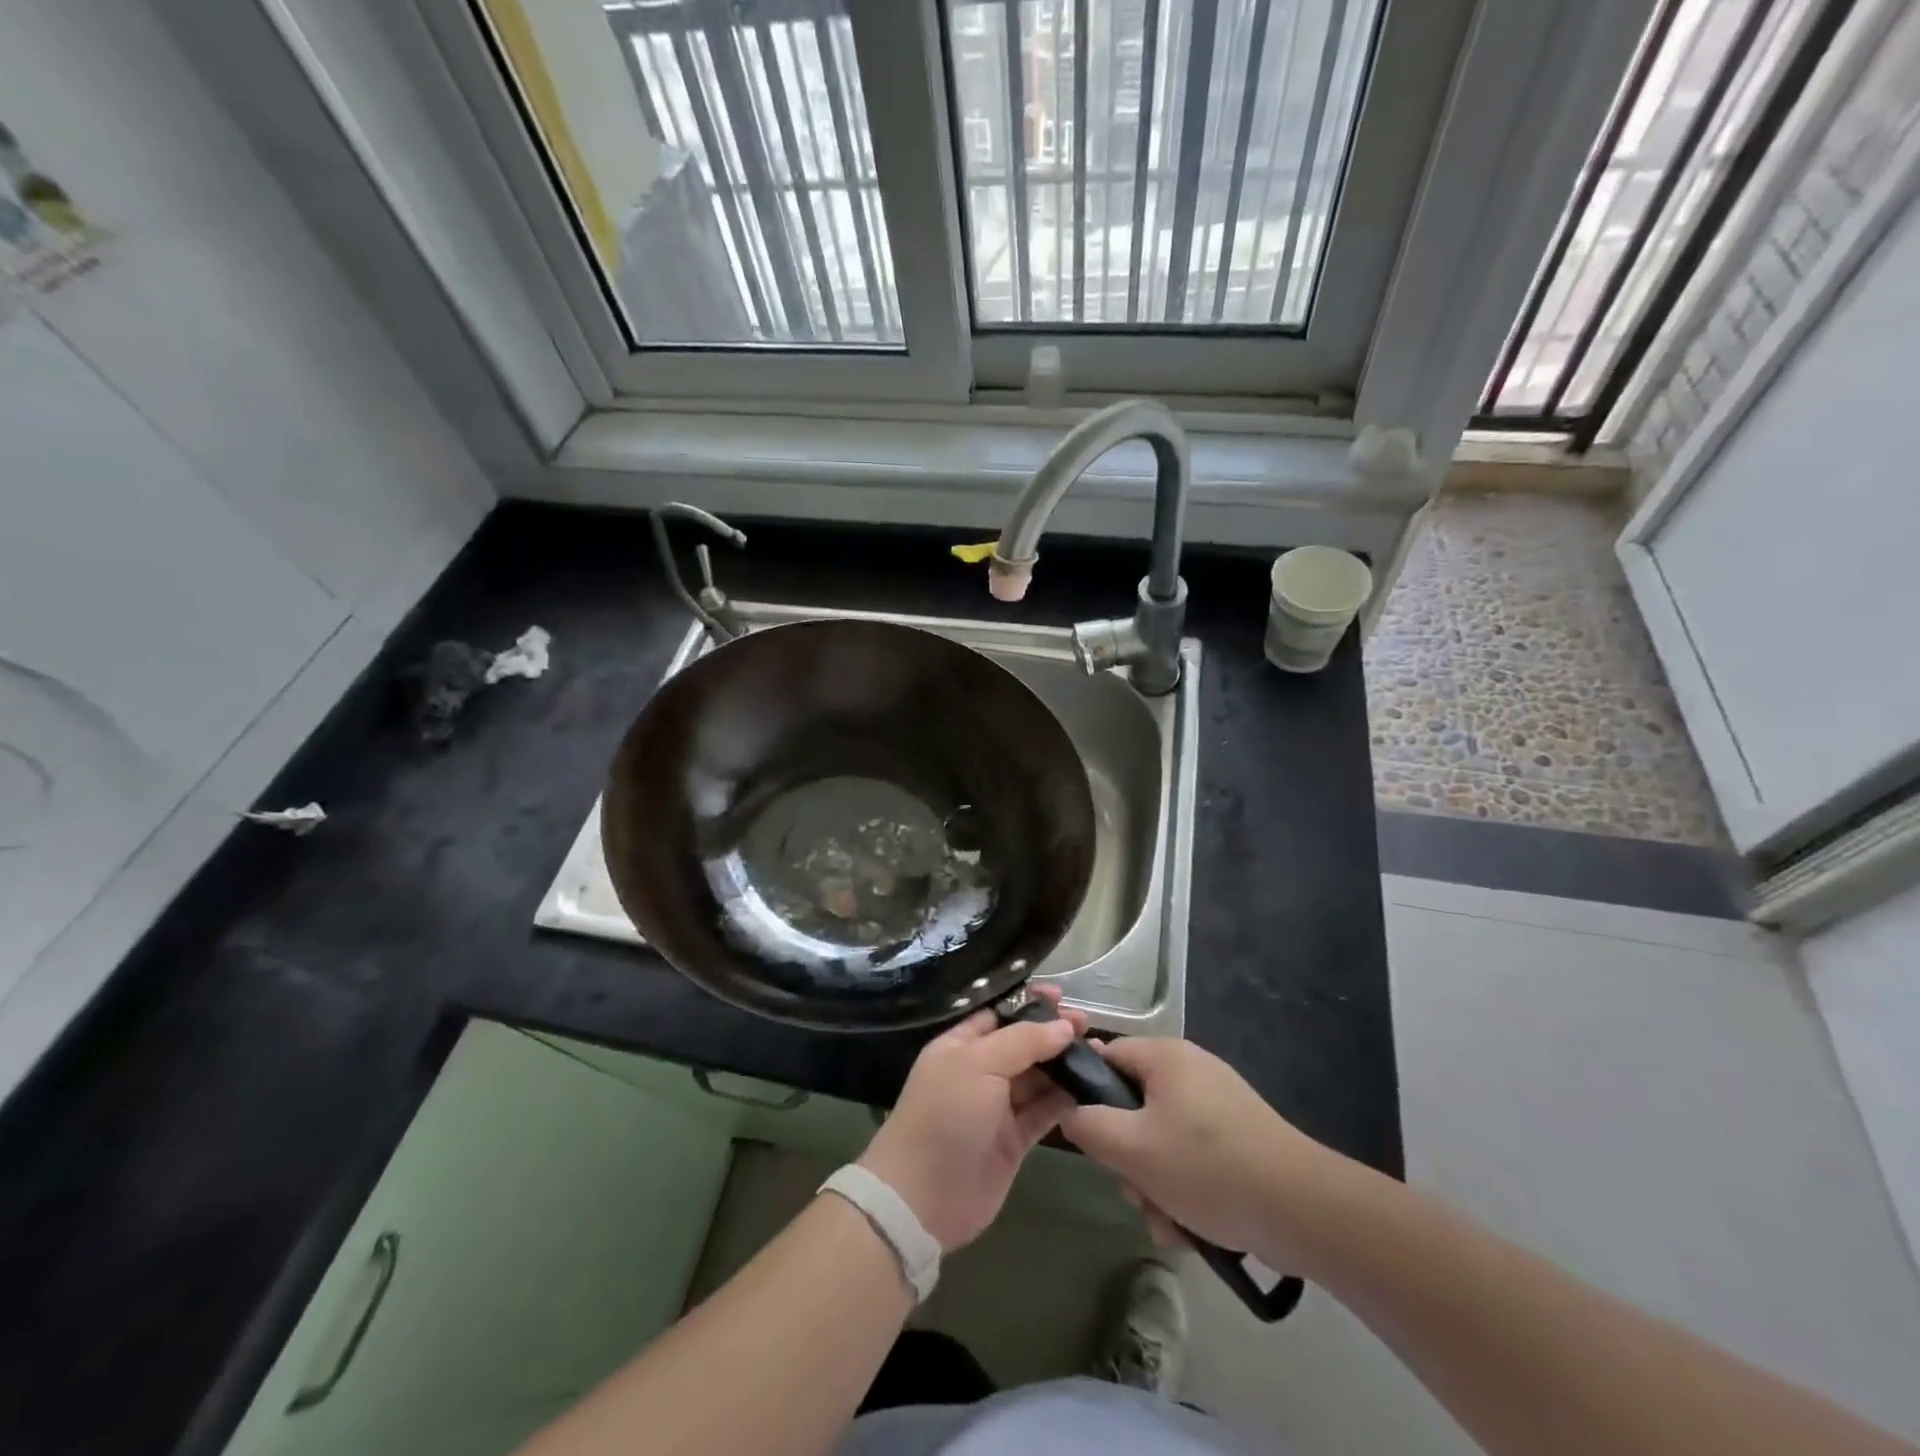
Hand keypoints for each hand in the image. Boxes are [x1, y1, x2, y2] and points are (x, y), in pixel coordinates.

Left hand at [858, 987, 1087, 1250]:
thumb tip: (1063, 1026)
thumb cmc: (946, 1114)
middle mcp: (980, 1071)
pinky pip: (1045, 1111)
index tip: (1062, 996)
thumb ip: (1023, 1041)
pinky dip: (1066, 1100)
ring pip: (1037, 1077)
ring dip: (1064, 1065)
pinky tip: (1091, 1087)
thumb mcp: (979, 1063)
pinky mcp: (1015, 1139)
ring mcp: (998, 1106)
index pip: (1000, 1014)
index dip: (1030, 1004)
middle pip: (1023, 1044)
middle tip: (1087, 1025)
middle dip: (1053, 1033)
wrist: (923, 1196)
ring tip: (1099, 1052)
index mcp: (961, 1045)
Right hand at [1058, 1037, 1338, 1262]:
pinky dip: (1186, 1190)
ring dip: (1155, 1183)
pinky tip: (1191, 1229)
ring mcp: (1220, 1104)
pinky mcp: (1240, 1138)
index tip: (1088, 1136)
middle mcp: (1192, 1070)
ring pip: (1163, 1139)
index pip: (1108, 1056)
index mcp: (1166, 1056)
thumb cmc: (1206, 1167)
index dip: (1089, 1093)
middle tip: (1134, 1191)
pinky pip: (1194, 1157)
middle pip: (1135, 1105)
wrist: (1301, 1209)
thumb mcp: (1131, 1148)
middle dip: (1128, 1156)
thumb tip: (1070, 1112)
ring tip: (1167, 1222)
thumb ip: (1088, 1126)